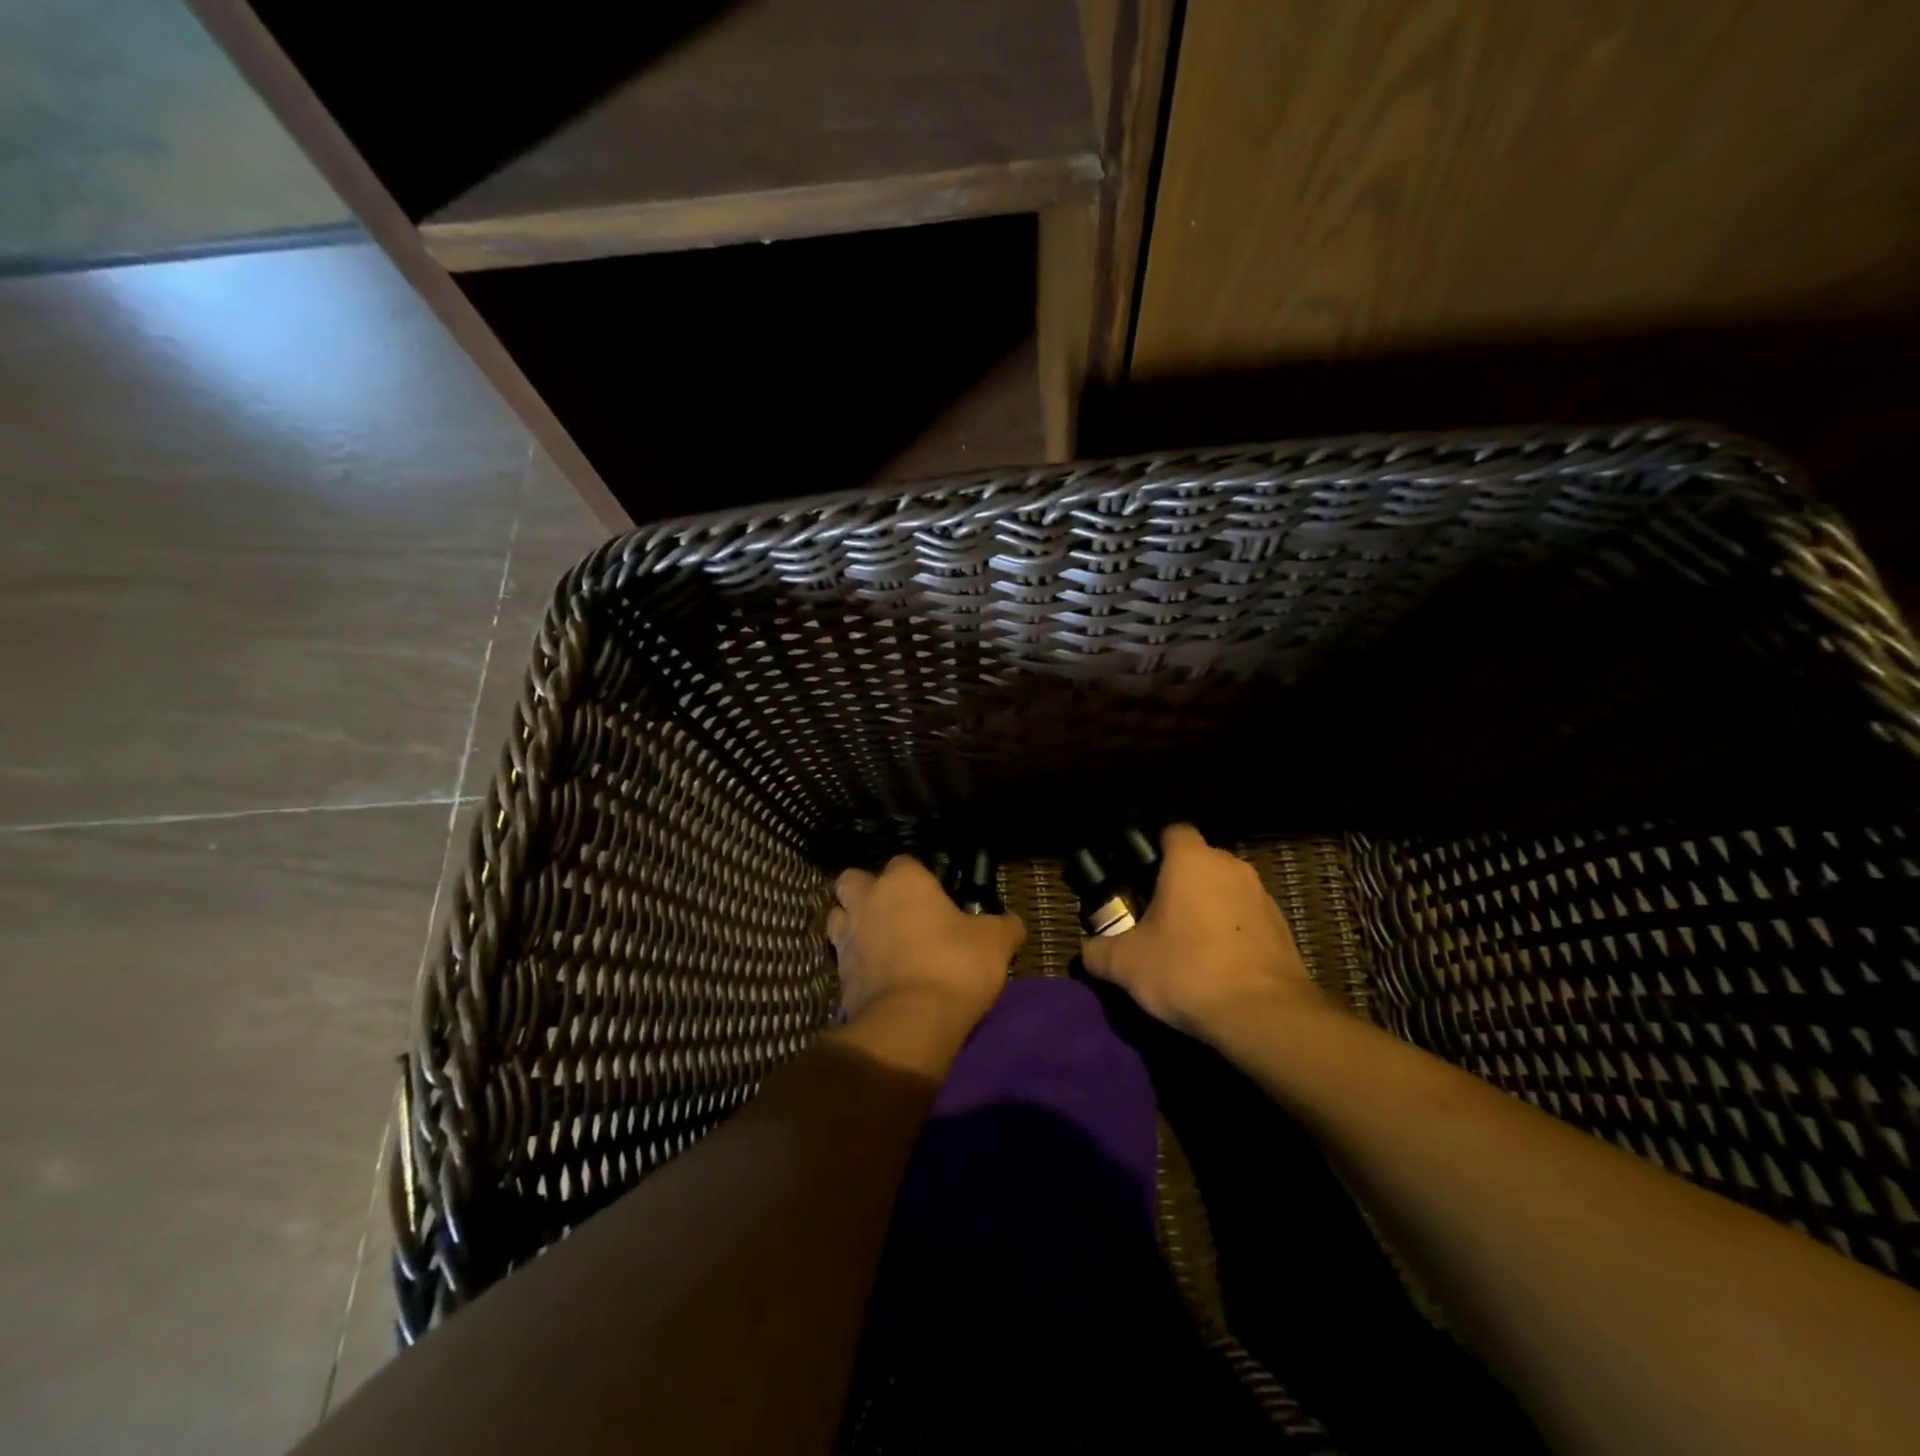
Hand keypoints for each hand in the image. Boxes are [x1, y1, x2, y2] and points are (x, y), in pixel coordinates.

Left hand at [828, 856, 1023, 1031]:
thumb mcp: (995, 943)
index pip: (904, 863)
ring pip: (838, 917)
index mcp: (903, 881)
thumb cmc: (954, 965)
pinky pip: (843, 958)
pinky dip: (856, 964)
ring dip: (853, 924)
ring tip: (880, 943)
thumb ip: (1003, 926)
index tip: (935, 899)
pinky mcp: (838, 975)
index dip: (918, 879)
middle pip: (853, 881)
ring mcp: (847, 937)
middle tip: (894, 912)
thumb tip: (1012, 923)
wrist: (911, 1021)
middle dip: (867, 891)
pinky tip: (878, 977)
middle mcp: (868, 900)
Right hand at [1081, 824, 1323, 1036]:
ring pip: (1226, 889)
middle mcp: (1231, 866)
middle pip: (1199, 862)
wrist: (1263, 1015)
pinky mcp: (1283, 928)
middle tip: (1156, 914)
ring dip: (1208, 907)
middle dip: (1179, 882)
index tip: (1137, 876)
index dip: (1153, 849)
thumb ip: (1098, 951)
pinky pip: (1247, 918)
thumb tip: (1087, 951)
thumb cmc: (1186, 970)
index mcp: (1191, 860)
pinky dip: (1232, 932)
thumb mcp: (1125, 965)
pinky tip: (1219, 964)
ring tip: (1189, 943)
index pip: (1172, 832)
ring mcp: (1262, 896)